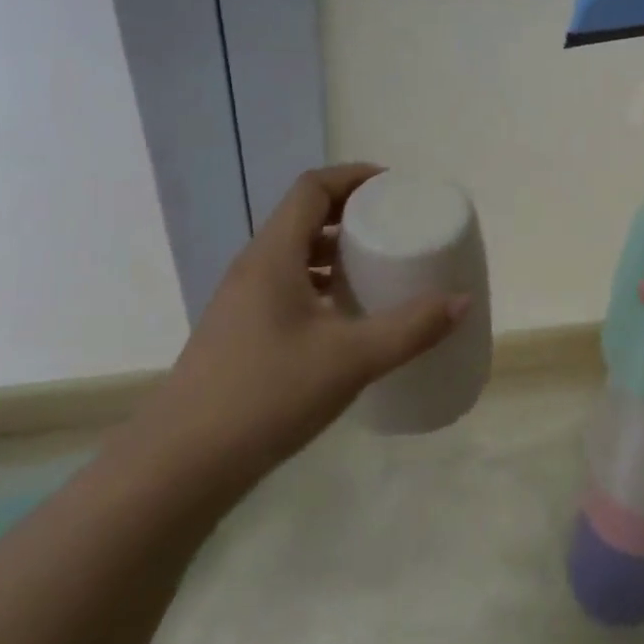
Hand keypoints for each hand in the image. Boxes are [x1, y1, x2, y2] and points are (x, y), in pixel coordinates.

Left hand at [131, 164, 468, 501]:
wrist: (181, 466)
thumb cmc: (267, 395)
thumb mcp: (351, 359)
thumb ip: (411, 328)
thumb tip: (462, 301)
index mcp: (273, 256)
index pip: (312, 188)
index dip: (354, 177)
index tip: (394, 187)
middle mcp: (253, 268)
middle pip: (304, 216)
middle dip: (351, 213)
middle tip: (395, 226)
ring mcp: (242, 301)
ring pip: (294, 254)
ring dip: (335, 250)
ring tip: (377, 266)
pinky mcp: (240, 332)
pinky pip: (287, 285)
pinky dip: (321, 284)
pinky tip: (346, 317)